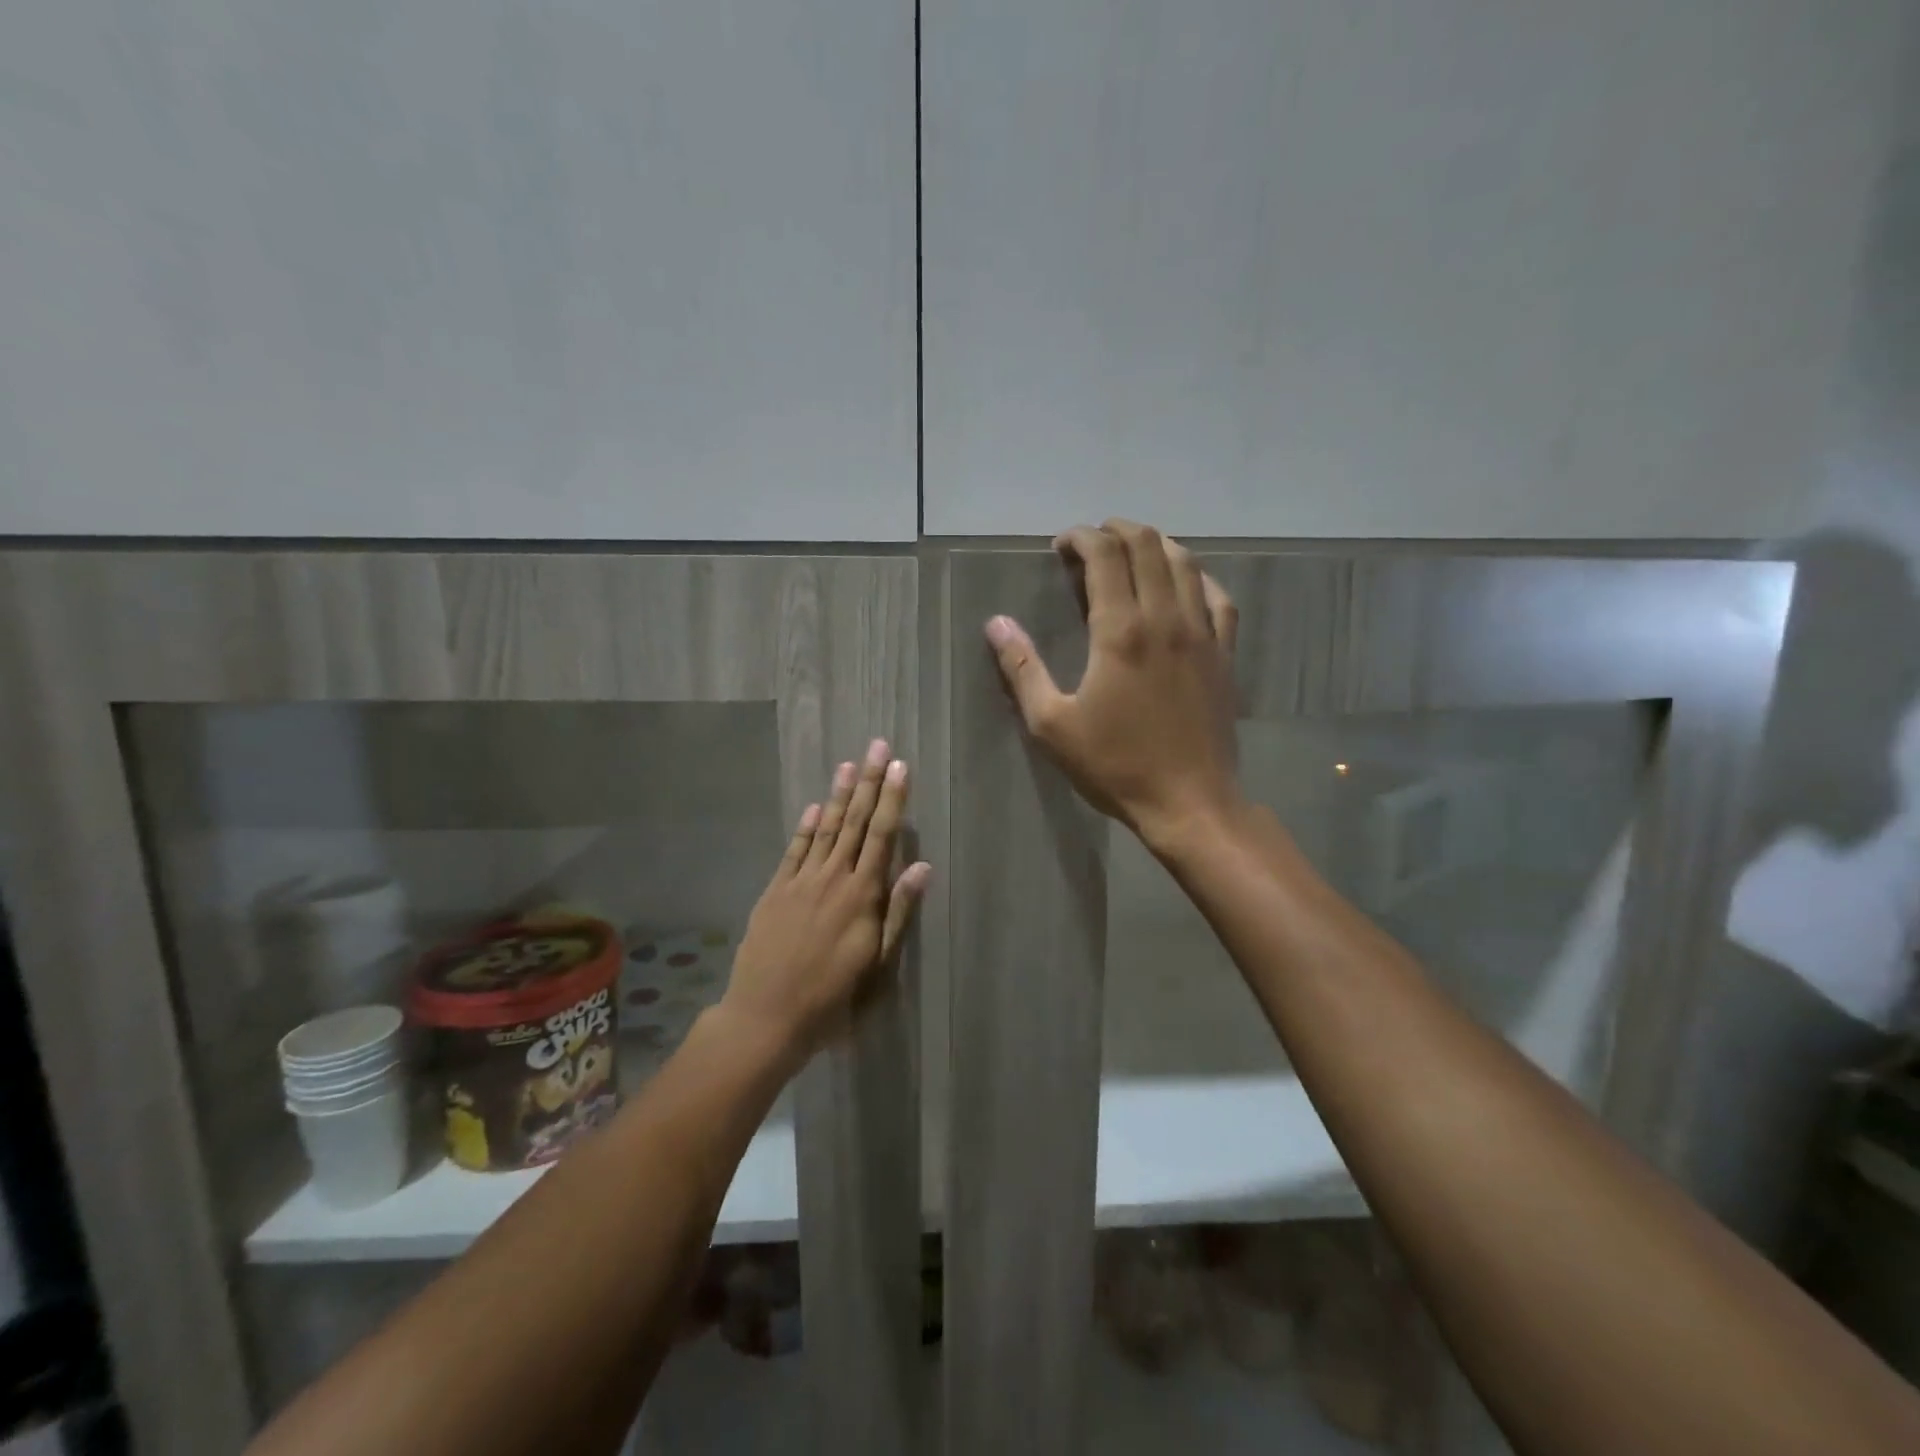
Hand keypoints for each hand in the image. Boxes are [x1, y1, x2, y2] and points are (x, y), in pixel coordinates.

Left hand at [721, 739, 930, 1063]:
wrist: (766, 1018)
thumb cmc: (832, 999)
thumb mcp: (877, 964)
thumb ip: (898, 912)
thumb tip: (922, 866)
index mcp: (861, 896)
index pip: (881, 836)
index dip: (892, 799)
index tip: (900, 767)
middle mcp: (832, 879)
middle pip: (854, 822)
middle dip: (868, 783)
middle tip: (877, 746)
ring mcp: (799, 883)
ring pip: (824, 830)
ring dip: (838, 796)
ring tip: (849, 764)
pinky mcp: (774, 892)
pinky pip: (793, 851)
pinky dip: (804, 828)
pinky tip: (813, 808)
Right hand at [986, 519, 1241, 850]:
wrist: (1189, 802)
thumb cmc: (1115, 765)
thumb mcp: (1052, 724)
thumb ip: (1022, 668)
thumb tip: (996, 623)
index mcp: (1120, 631)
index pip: (1105, 555)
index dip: (1081, 537)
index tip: (1061, 544)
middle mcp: (1165, 618)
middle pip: (1147, 545)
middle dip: (1116, 531)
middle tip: (1090, 543)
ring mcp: (1202, 633)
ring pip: (1185, 562)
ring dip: (1155, 544)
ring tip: (1130, 552)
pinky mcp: (1224, 654)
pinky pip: (1218, 596)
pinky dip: (1197, 576)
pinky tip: (1184, 583)